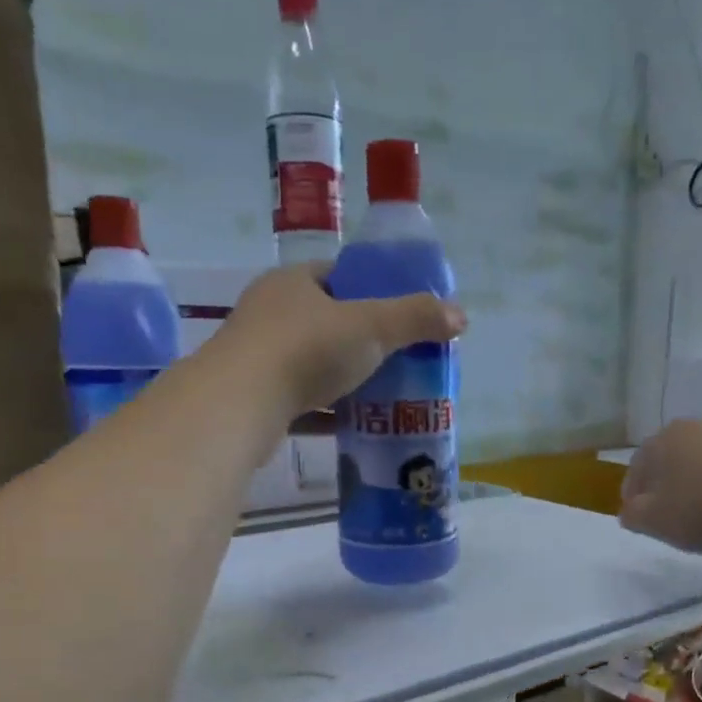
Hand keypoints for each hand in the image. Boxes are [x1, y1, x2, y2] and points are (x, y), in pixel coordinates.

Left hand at [215, 263, 465, 420]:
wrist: (241, 405)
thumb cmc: (306, 350)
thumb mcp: (371, 328)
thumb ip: (415, 319)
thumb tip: (461, 316)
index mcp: (292, 283)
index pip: (335, 275)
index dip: (367, 289)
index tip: (395, 312)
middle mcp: (268, 314)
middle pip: (323, 322)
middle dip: (358, 340)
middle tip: (395, 357)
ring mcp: (256, 358)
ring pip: (309, 364)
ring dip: (341, 378)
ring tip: (380, 393)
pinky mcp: (254, 398)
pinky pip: (299, 401)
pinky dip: (324, 412)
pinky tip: (352, 425)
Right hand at [620, 418, 701, 553]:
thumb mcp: (659, 522)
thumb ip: (635, 516)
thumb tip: (629, 510)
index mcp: (665, 440)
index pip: (638, 464)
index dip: (633, 491)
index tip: (637, 513)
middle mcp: (699, 425)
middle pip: (674, 455)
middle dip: (669, 480)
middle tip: (672, 510)